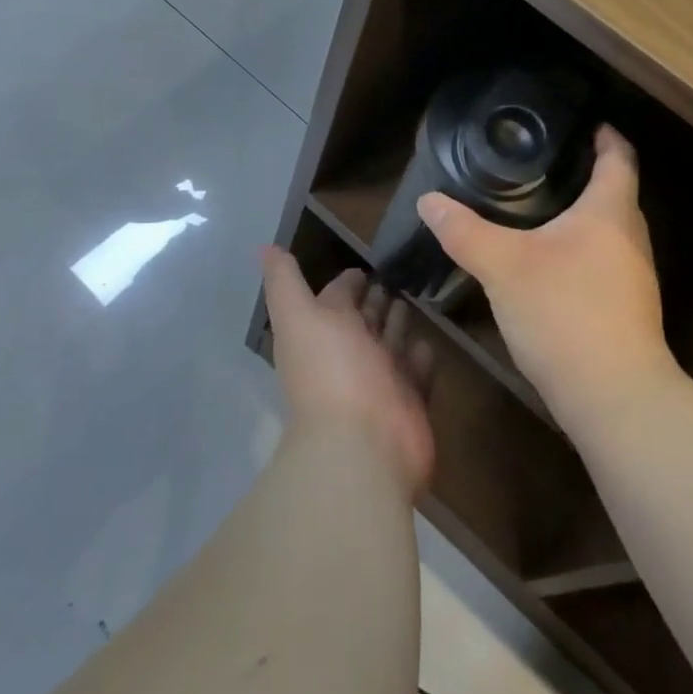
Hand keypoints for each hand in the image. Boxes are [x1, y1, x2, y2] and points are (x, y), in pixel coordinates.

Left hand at [262, 247, 435, 497]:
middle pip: (364, 320)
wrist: (365, 446)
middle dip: (376, 300)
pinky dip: (421, 357)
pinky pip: (417, 373)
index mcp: (323, 333)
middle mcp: (349, 356)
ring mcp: (381, 381)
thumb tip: (265, 247)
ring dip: (398, 323)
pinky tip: (427, 342)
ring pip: (391, 343)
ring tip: (414, 299)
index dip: (348, 281)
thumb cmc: (333, 371)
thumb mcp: (301, 316)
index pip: (336, 298)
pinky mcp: (410, 402)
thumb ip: (284, 281)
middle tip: (397, 275)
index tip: (366, 264)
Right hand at [417, 126, 674, 426]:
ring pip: (609, 231)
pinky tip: (548, 261)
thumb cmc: (564, 312)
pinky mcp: (626, 309)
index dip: (606, 137)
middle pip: (616, 193)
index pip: (619, 159)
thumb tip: (428, 200)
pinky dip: (580, 249)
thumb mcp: (503, 266)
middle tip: (544, 164)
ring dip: (582, 216)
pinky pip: (604, 261)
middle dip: (586, 175)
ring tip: (540, 207)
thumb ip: (464, 231)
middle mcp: (630, 238)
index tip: (586, 123)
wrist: (613, 397)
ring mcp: (633, 278)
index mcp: (609, 213)